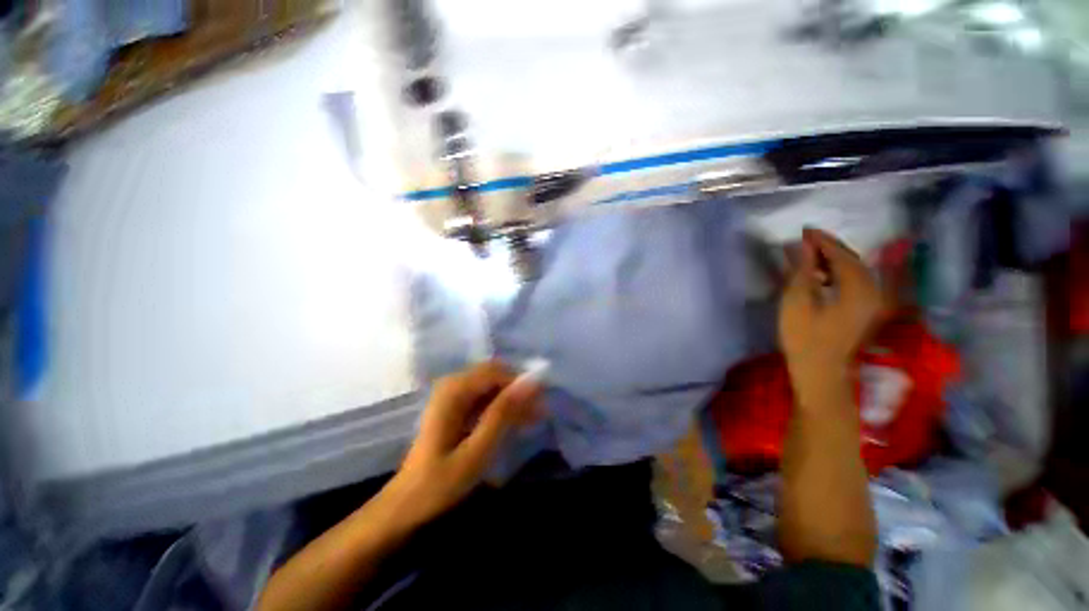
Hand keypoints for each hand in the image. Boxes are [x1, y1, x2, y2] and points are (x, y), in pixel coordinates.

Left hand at [383, 361, 541, 526]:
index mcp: (454, 390)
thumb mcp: (477, 450)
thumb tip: (531, 383)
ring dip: (513, 399)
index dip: (521, 382)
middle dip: (518, 390)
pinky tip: (516, 422)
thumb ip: (503, 413)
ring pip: (493, 385)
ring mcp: (453, 394)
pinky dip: (502, 407)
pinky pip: (486, 396)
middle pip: (495, 375)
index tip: (542, 401)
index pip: (497, 371)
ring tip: (534, 417)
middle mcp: (453, 384)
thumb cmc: (440, 482)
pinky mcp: (456, 405)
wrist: (406, 504)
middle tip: (539, 411)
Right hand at [778, 228, 881, 409]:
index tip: (804, 230)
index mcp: (858, 288)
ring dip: (833, 259)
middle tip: (806, 239)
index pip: (841, 254)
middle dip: (830, 247)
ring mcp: (871, 302)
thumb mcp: (797, 301)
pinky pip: (855, 282)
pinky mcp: (865, 311)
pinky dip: (838, 272)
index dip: (822, 240)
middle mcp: (872, 291)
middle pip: (852, 260)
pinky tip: (821, 275)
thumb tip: (802, 245)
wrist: (820, 371)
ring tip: (810, 254)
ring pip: (855, 270)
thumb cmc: (804, 337)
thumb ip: (802, 270)